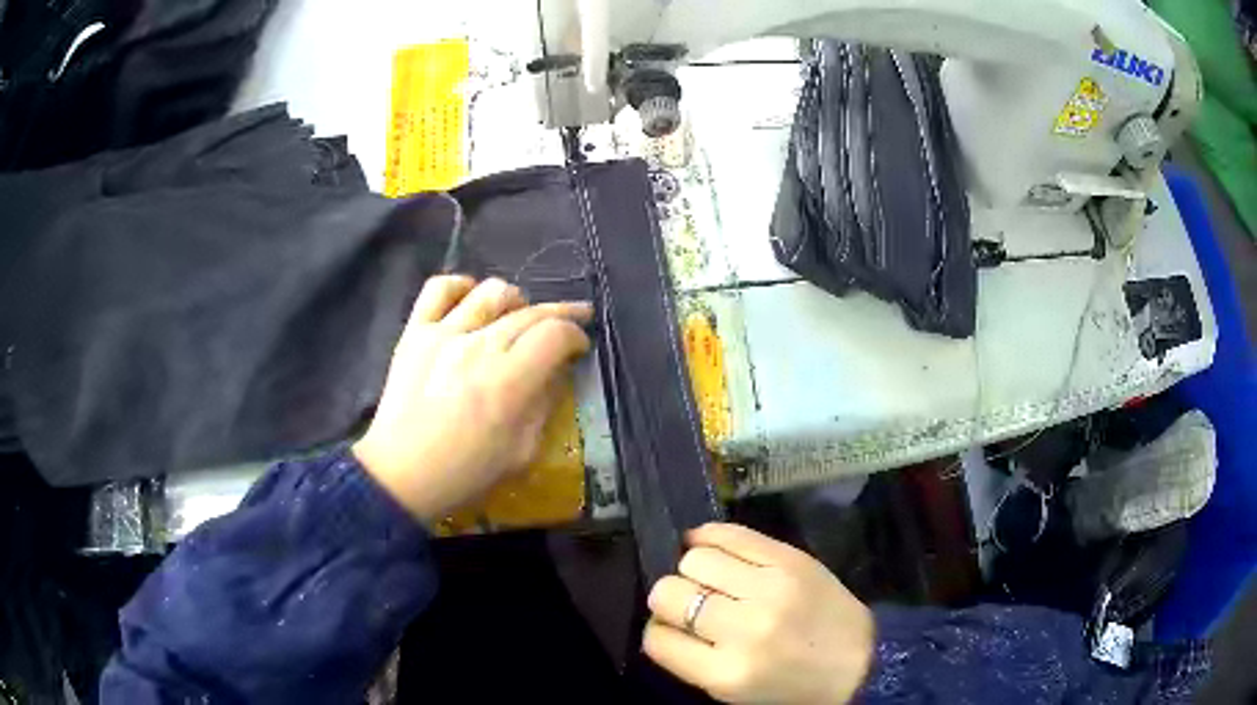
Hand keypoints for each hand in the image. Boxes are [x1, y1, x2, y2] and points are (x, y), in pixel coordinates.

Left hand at [354, 276, 591, 522]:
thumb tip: (557, 370)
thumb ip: (545, 405)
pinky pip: (439, 289)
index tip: (579, 346)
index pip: (556, 334)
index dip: (576, 335)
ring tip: (516, 318)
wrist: (401, 475)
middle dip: (558, 315)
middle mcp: (479, 347)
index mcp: (509, 382)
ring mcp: (443, 334)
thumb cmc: (465, 473)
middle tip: (567, 325)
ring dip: (515, 301)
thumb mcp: (522, 453)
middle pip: (530, 312)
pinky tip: (471, 300)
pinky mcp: (414, 332)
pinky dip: (462, 286)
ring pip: (492, 291)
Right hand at [644, 523, 874, 703]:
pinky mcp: (790, 559)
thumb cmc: (790, 684)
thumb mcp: (732, 691)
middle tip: (687, 602)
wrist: (859, 661)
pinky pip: (730, 533)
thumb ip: (690, 658)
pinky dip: (708, 536)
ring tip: (706, 578)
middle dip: (668, 597)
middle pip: (668, 592)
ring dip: (690, 568)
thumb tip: (662, 618)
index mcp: (726, 672)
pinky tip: (705, 543)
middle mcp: (744, 629)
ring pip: (695, 558)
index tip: (670, 628)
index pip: (656, 638)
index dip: (657, 630)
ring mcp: (770, 588)